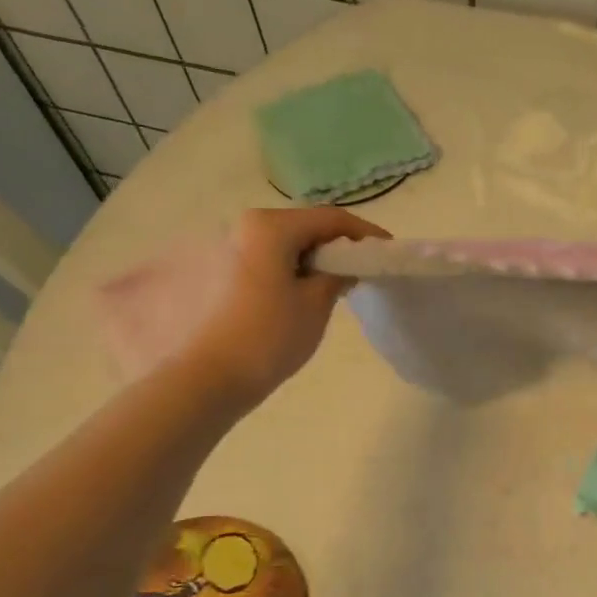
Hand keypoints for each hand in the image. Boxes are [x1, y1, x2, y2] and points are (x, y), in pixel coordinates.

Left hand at [186, 207, 388, 410]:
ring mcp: (226, 247)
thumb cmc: (269, 338)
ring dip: (310, 258)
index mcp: (270, 227)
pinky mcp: (216, 270)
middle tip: (361, 268)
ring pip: (282, 243)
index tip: (387, 250)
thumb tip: (344, 264)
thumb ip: (337, 275)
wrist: (210, 378)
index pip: (330, 219)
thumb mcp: (316, 305)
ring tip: (332, 283)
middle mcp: (243, 225)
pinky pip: (264, 259)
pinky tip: (300, 293)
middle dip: (334, 245)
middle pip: (302, 227)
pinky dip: (288, 268)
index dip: (364, 234)